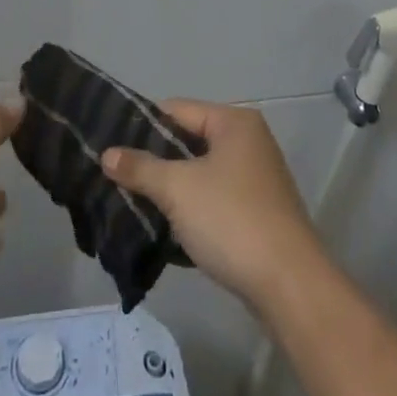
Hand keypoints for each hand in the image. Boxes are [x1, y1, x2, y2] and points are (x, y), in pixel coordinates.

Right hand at [103, 100, 324, 308]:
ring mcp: (256, 178)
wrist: (290, 286)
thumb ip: (140, 169)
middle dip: (155, 160)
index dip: (142, 125)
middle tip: (117, 176)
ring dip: (172, 188)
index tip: (110, 144)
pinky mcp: (258, 213)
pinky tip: (166, 227)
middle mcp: (248, 141)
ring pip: (201, 173)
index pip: (177, 109)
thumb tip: (106, 154)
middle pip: (189, 141)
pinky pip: (214, 199)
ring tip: (134, 202)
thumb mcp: (178, 189)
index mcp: (233, 121)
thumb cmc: (232, 220)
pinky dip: (192, 209)